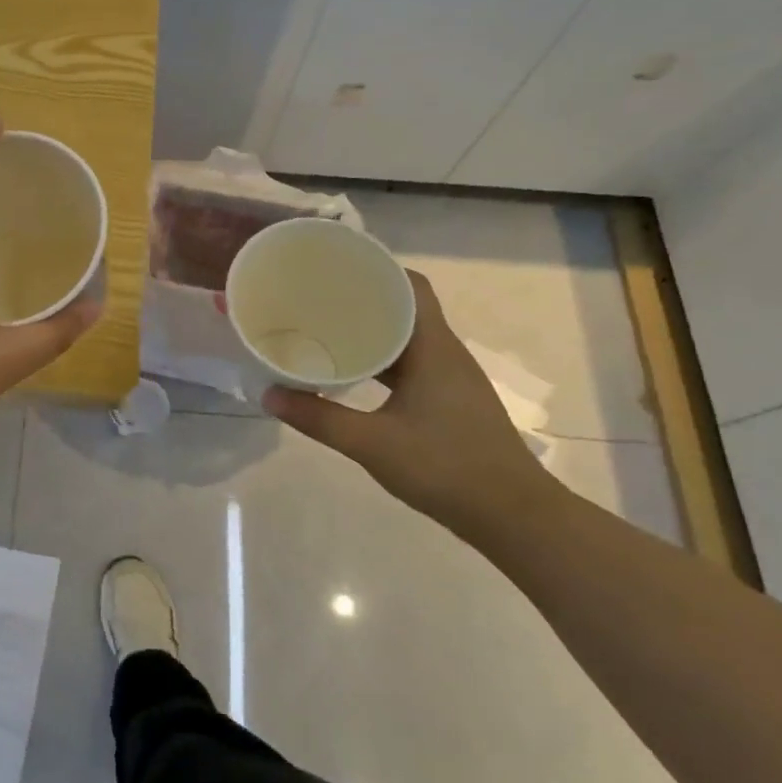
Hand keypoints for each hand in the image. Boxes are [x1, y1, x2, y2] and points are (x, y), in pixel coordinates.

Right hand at [263, 270, 543, 527]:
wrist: (513, 515)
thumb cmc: (446, 467)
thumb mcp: (373, 443)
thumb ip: (319, 418)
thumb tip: (269, 395)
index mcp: (434, 347)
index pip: (412, 286)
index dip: (378, 268)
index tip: (339, 266)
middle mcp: (446, 353)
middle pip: (407, 308)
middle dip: (366, 298)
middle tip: (319, 297)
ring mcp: (451, 378)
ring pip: (409, 338)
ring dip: (374, 331)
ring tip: (329, 328)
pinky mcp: (451, 401)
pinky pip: (413, 364)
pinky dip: (384, 360)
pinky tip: (355, 372)